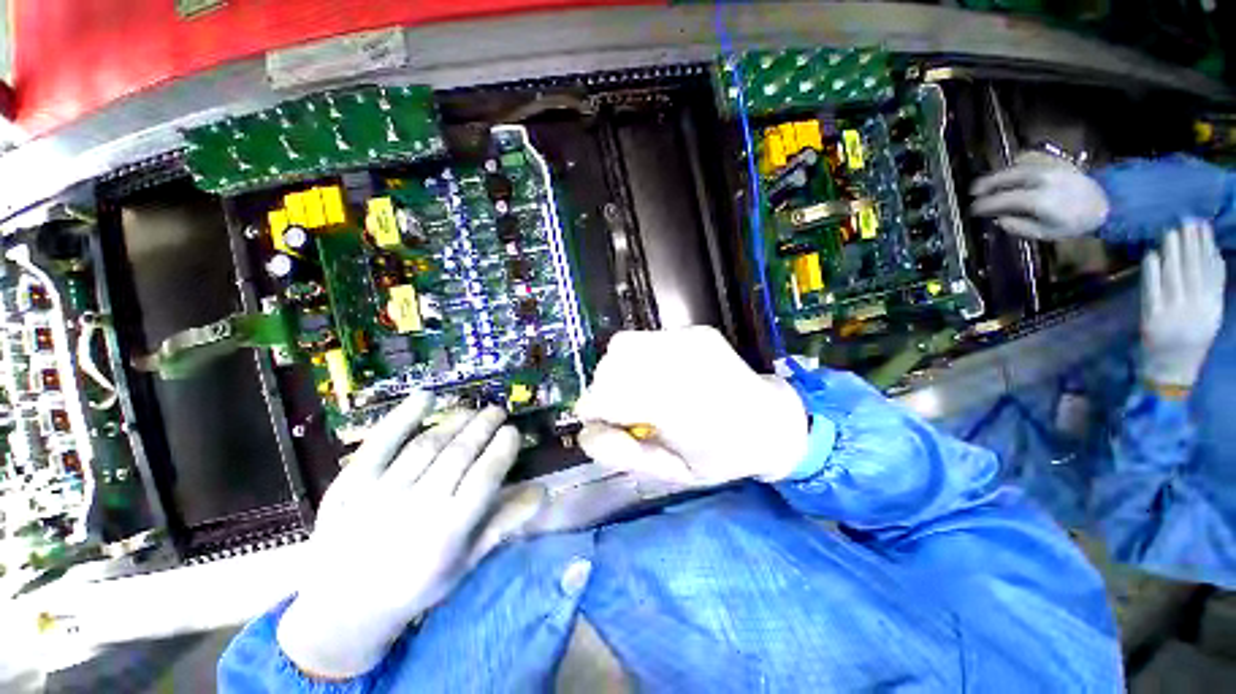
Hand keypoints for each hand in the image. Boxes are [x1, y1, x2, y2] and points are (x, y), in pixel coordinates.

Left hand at [277, 393, 543, 678]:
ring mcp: (381, 492)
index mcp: (449, 531)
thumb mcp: (465, 564)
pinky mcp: (350, 483)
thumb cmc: (414, 587)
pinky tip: (425, 396)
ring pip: (427, 444)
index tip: (513, 431)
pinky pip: (380, 442)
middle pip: (459, 454)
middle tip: (497, 411)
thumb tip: (543, 490)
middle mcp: (418, 506)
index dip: (502, 448)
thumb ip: (504, 523)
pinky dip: (403, 416)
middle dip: (483, 426)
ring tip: (471, 410)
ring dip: (455, 421)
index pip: (485, 476)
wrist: (341, 610)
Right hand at [574, 327, 808, 485]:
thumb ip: (621, 454)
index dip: (592, 410)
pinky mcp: (695, 331)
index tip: (596, 421)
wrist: (770, 421)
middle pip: (611, 367)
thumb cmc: (721, 457)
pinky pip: (645, 338)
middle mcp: (682, 366)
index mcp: (679, 409)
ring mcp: (690, 341)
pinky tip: (655, 373)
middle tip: (619, 410)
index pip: (608, 396)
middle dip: (603, 390)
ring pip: (623, 345)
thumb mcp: (669, 474)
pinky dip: (637, 357)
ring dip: (617, 370)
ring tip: (635, 389)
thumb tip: (586, 429)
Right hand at [970, 151, 1109, 239]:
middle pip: (1007, 177)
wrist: (1108, 203)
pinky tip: (1011, 171)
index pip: (1002, 199)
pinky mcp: (1056, 162)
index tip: (972, 210)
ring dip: (999, 173)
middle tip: (972, 192)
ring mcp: (1050, 167)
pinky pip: (1030, 158)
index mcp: (1038, 199)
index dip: (984, 205)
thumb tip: (999, 219)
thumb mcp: (1046, 233)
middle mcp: (1041, 179)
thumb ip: (1020, 227)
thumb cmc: (1074, 223)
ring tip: (988, 182)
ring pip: (1017, 165)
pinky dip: (1016, 163)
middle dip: (987, 184)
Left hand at [1141, 221, 1225, 389]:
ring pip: (1175, 276)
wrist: (1171, 371)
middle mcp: (1197, 310)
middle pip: (1194, 270)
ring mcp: (1174, 314)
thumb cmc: (1190, 340)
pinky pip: (1153, 290)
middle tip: (1184, 220)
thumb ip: (1212, 288)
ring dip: (1172, 252)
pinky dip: (1152, 271)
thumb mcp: (1210, 315)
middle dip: (1190, 243)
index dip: (1207, 246)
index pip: (1212, 271)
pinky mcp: (1153, 319)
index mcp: (1213, 308)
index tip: (1202, 225)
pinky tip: (1151, 254)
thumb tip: (1212, 254)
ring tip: (1169, 231)